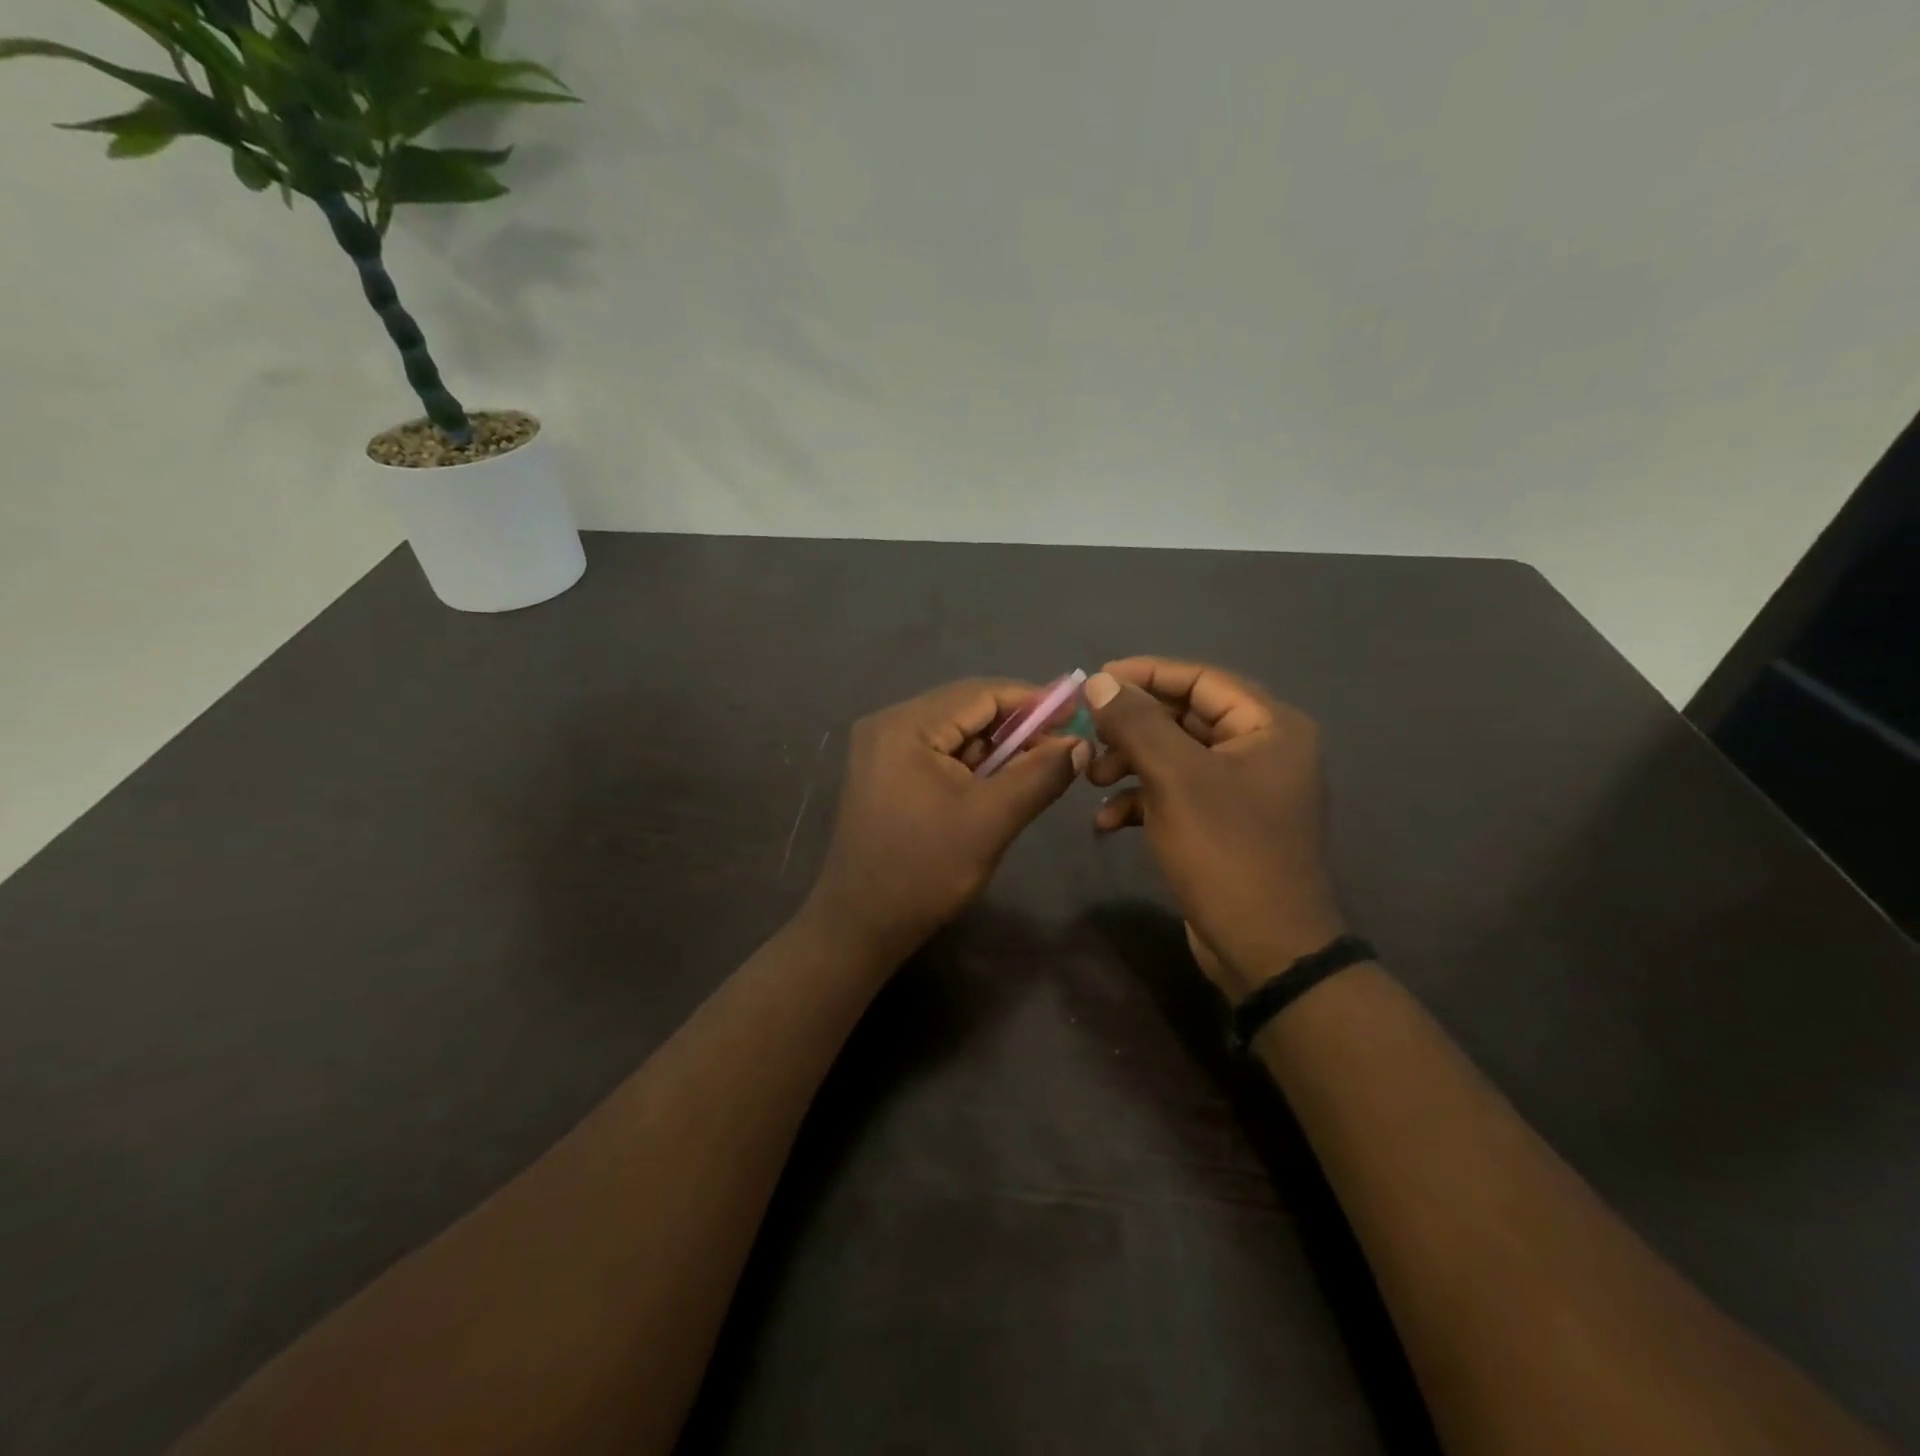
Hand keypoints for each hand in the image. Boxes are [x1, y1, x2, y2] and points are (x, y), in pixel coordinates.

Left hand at [804, 679, 1088, 964]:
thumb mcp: (992, 820)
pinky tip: (1000, 782)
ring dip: (997, 747)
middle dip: (1017, 726)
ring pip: (954, 733)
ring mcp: (882, 750)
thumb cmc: (925, 870)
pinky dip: (973, 765)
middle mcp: (888, 725)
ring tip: (1039, 765)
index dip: (1033, 700)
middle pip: (966, 709)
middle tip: (1063, 745)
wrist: (860, 926)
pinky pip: (938, 755)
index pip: (980, 693)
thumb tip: (1080, 743)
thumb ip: (1040, 775)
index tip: (1077, 713)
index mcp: (905, 725)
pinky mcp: (884, 775)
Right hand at [1085, 658, 1345, 999]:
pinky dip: (1141, 801)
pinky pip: (1177, 794)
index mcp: (1269, 727)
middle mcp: (1262, 750)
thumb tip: (1099, 681)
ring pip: (1175, 757)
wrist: (1264, 949)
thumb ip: (1136, 723)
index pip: (1201, 679)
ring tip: (1093, 780)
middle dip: (1132, 728)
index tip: (1095, 680)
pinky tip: (1107, 822)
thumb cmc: (1226, 852)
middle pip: (1185, 717)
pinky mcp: (1223, 825)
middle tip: (1089, 736)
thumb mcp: (1175, 779)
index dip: (1146, 674)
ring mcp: (1243, 790)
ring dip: (1130, 764)